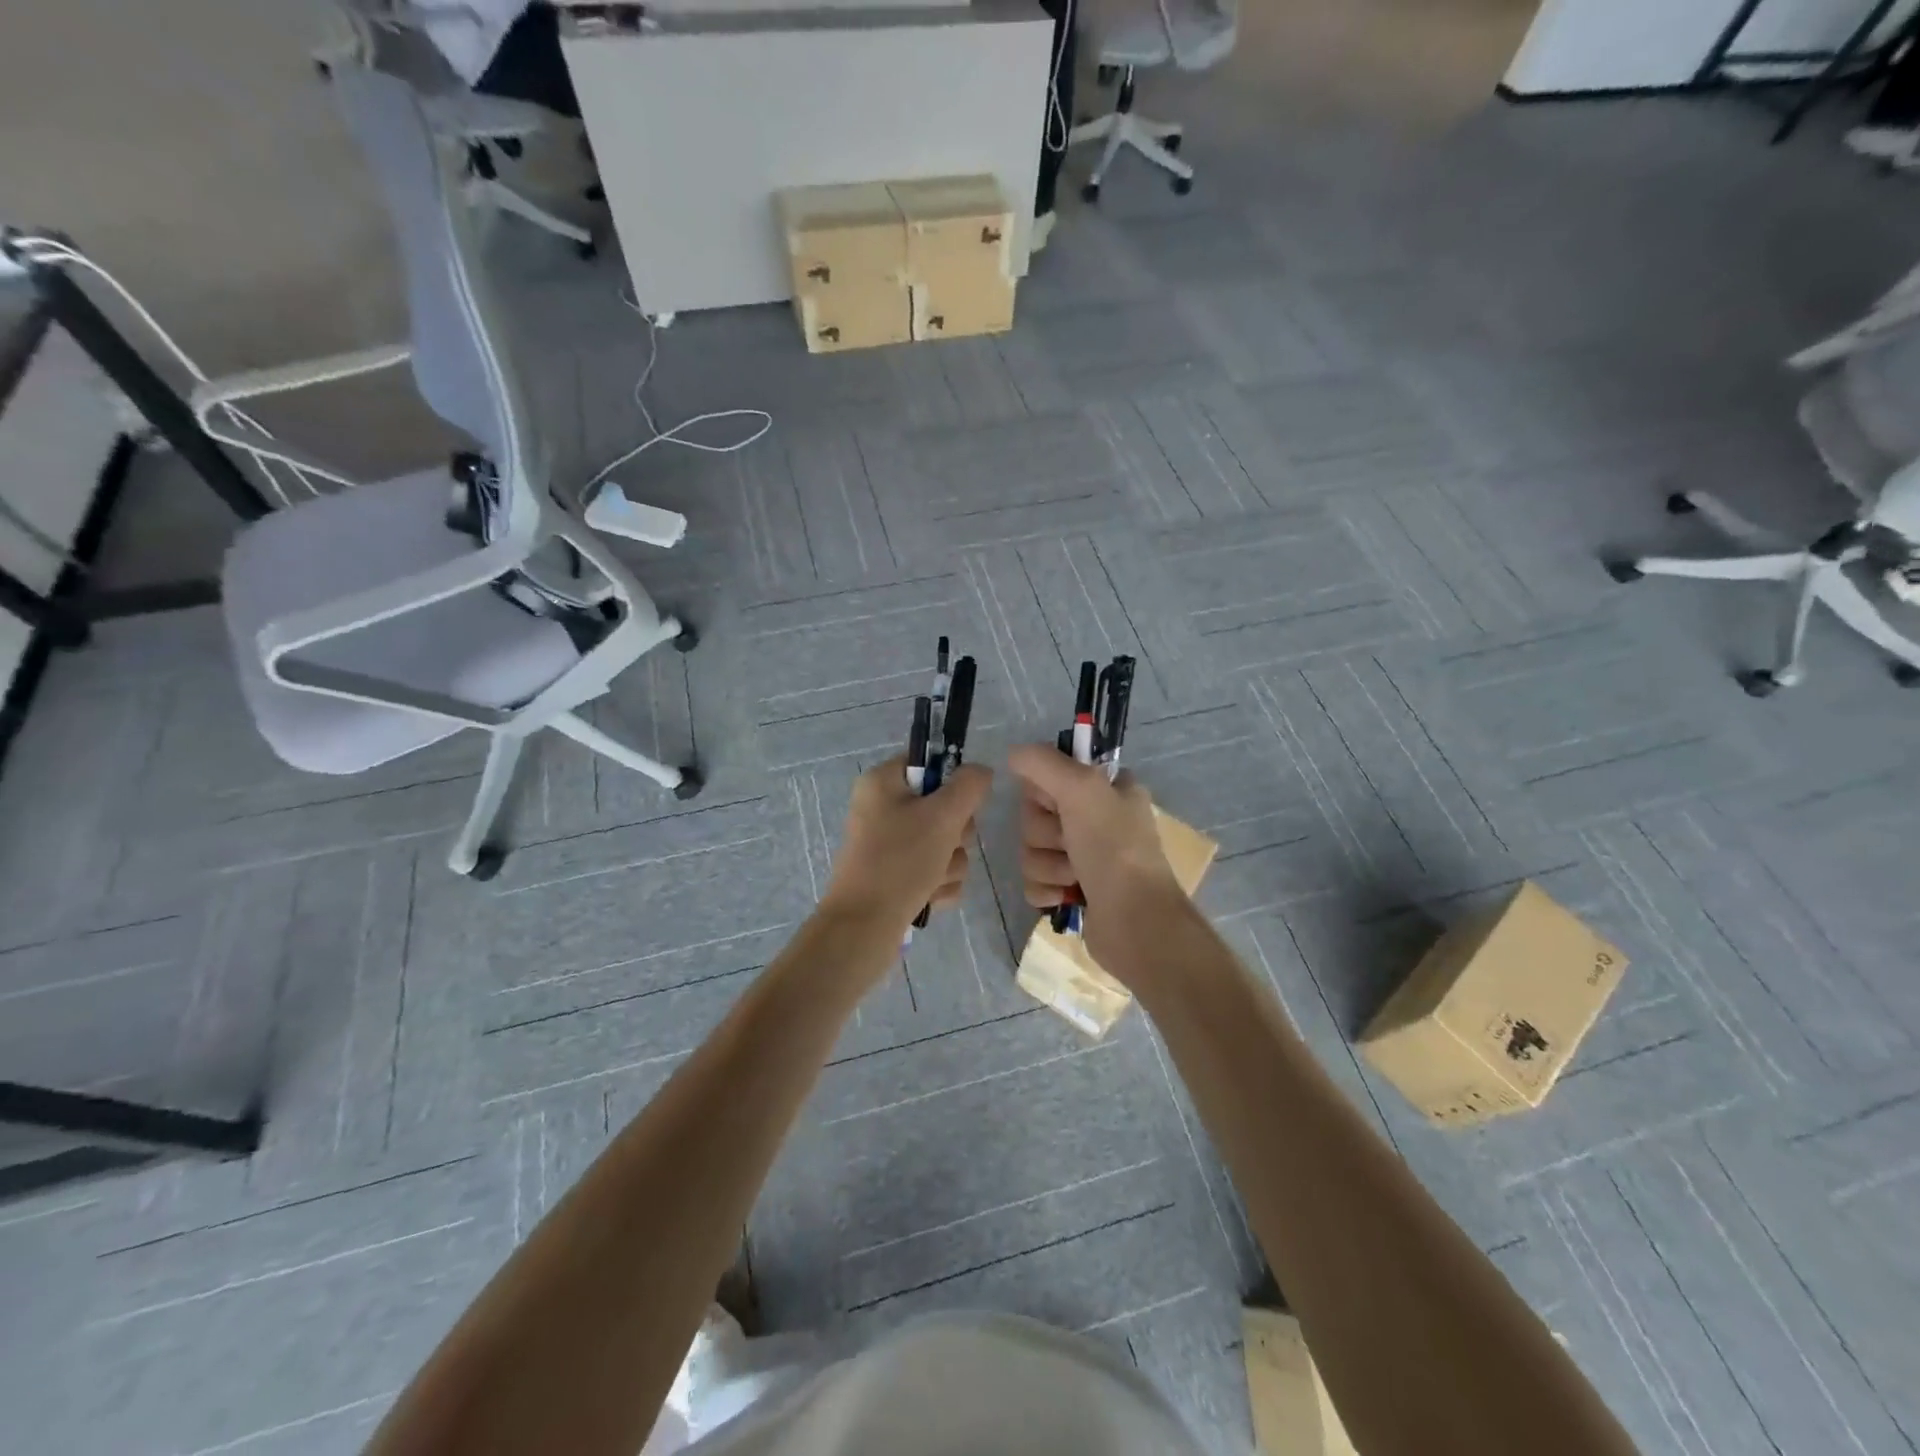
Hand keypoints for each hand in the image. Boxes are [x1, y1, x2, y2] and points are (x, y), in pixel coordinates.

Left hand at [822, 756, 993, 928]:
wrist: (864, 927)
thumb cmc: (900, 861)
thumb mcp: (942, 816)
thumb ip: (969, 786)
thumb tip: (981, 771)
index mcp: (883, 782)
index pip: (929, 763)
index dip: (952, 783)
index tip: (961, 804)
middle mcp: (882, 808)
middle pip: (943, 806)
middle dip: (955, 834)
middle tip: (945, 846)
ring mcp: (888, 844)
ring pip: (944, 842)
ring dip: (950, 863)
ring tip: (933, 879)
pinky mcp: (895, 875)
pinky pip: (935, 869)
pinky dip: (939, 884)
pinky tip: (929, 896)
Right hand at [1007, 743, 1182, 967]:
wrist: (1135, 923)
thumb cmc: (1113, 849)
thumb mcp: (1081, 789)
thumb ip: (1043, 762)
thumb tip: (1013, 754)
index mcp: (1106, 789)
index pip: (1050, 774)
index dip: (1044, 792)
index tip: (1056, 804)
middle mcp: (1096, 818)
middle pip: (1035, 815)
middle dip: (1045, 834)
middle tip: (1070, 843)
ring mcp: (1084, 857)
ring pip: (1032, 850)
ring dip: (1047, 865)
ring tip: (1075, 877)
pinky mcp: (1072, 891)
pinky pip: (1034, 881)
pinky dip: (1046, 890)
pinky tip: (1067, 897)